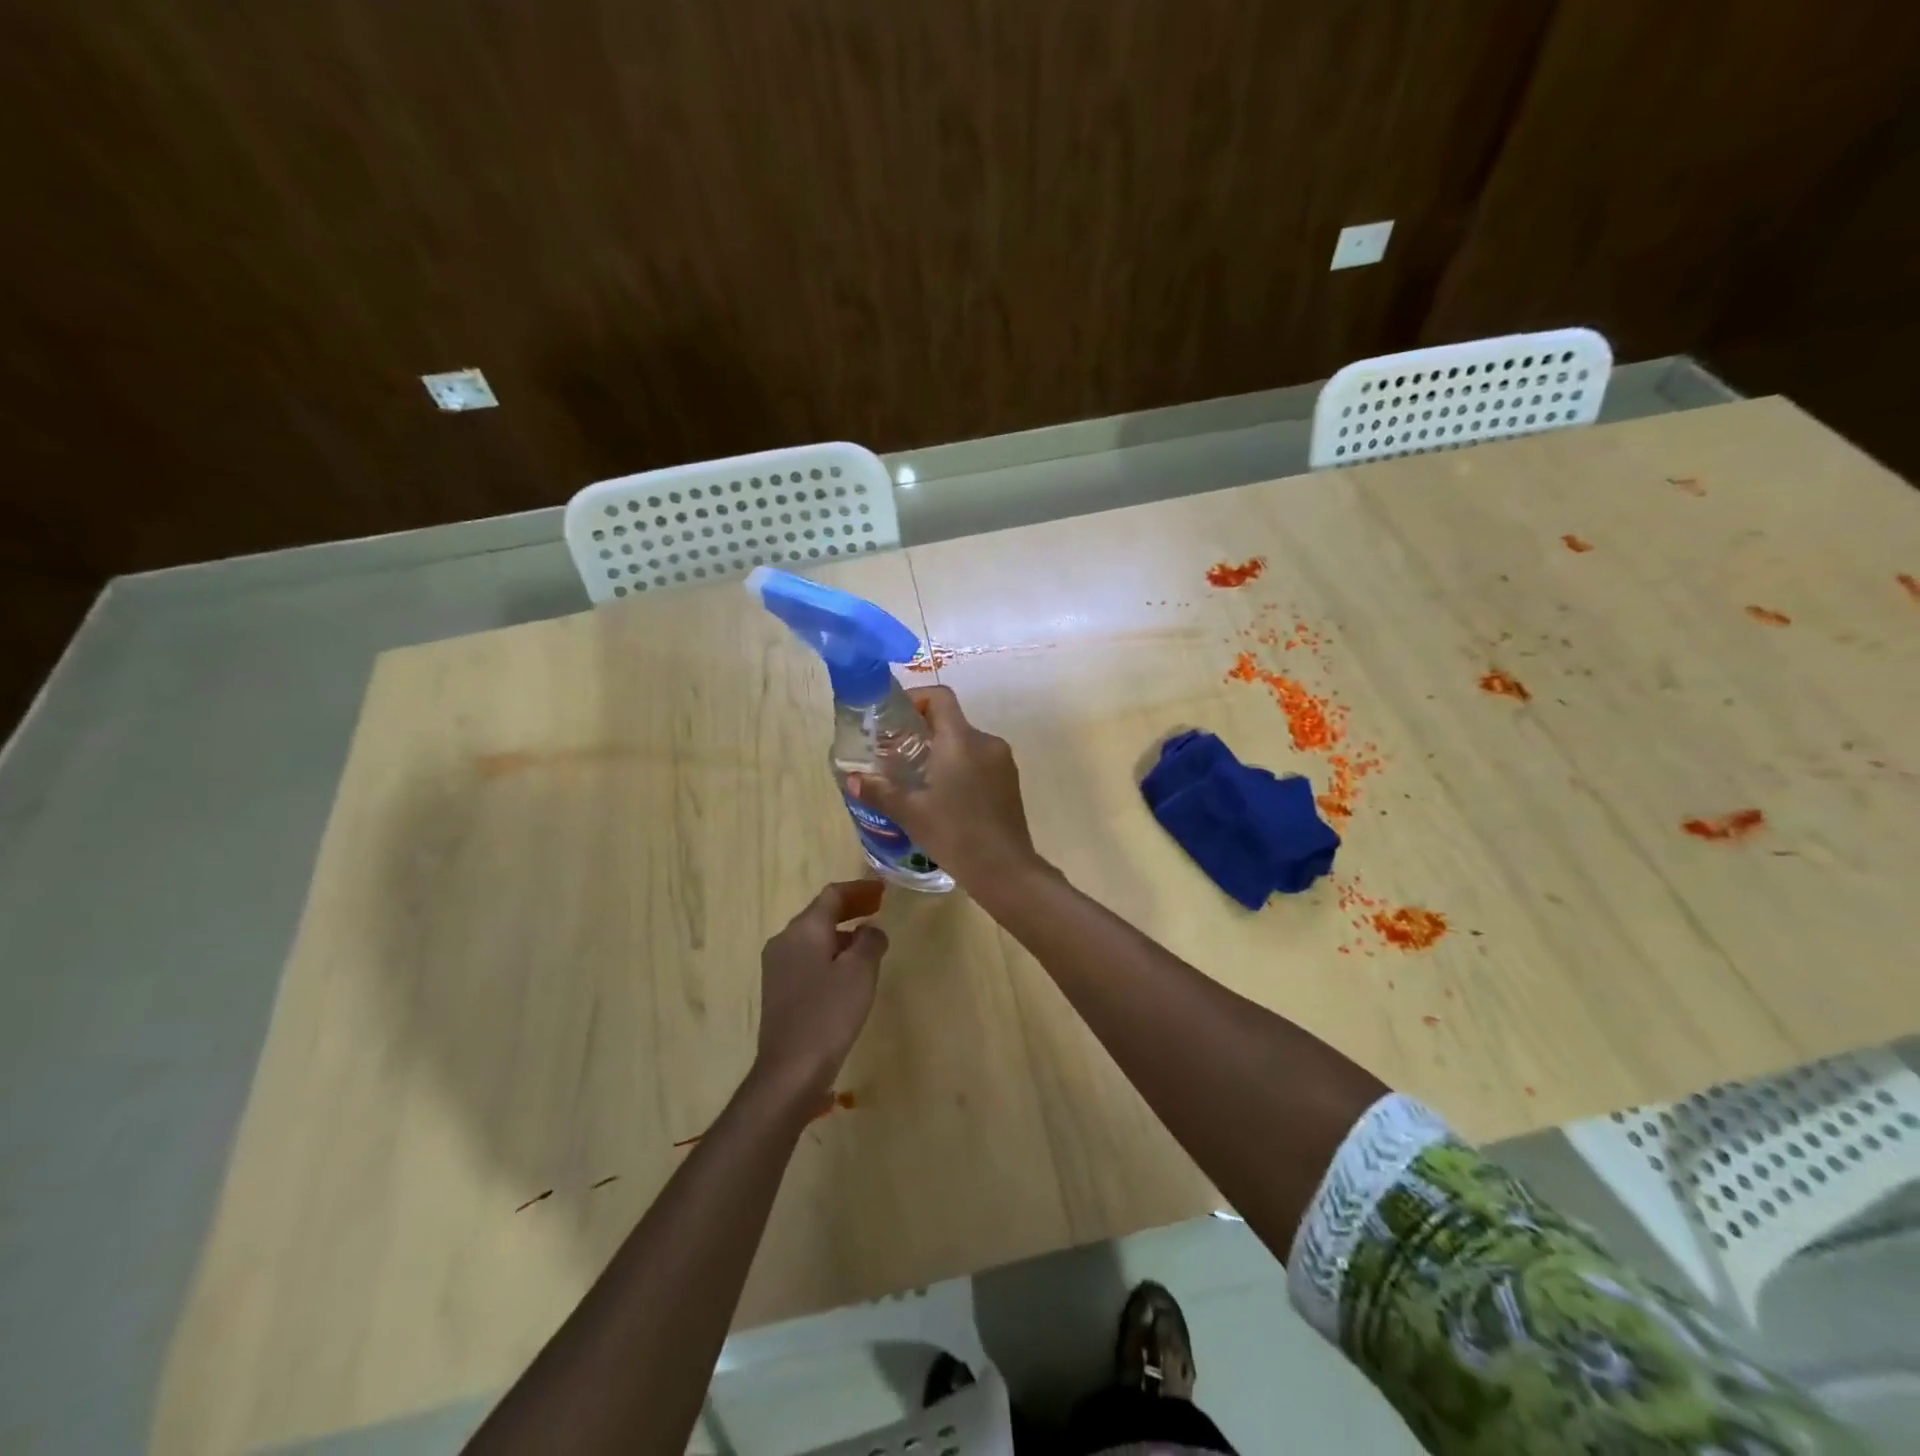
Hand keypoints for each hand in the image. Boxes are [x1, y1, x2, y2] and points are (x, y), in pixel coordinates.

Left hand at [755, 880, 888, 1097]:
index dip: (860, 889)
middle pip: (820, 913)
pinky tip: (847, 970)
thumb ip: (870, 941)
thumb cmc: (829, 1014)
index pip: (833, 895)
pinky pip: (807, 957)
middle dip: (851, 908)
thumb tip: (870, 929)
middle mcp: (784, 940)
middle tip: (879, 908)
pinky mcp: (778, 989)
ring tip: (868, 940)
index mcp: (803, 929)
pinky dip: (830, 952)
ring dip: (841, 932)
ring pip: (813, 936)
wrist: (790, 1070)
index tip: (883, 890)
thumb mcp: (860, 972)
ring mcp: (777, 966)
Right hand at [850, 686, 1042, 888]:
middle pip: (951, 721)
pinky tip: (944, 795)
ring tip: (917, 778)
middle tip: (896, 754)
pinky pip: (980, 760)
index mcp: (961, 740)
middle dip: (922, 732)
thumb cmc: (955, 834)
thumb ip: (881, 791)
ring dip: (941, 751)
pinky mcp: (1010, 780)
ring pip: (965, 743)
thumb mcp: (911, 813)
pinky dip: (959, 766)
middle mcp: (986, 742)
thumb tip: (853, 780)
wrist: (1005, 869)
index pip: (940, 697)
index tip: (895, 718)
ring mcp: (1002, 761)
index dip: (916, 698)